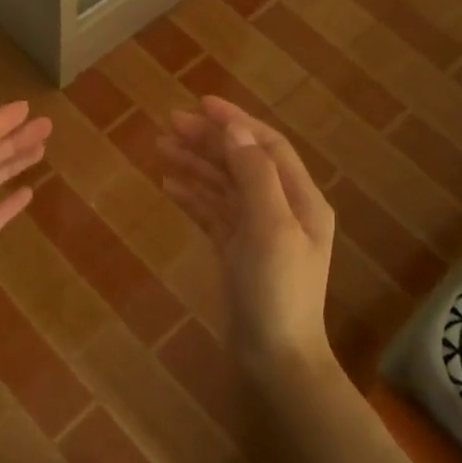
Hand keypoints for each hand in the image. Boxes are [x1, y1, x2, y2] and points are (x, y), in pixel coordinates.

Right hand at [158, 96, 336, 373]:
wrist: (275, 358)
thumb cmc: (277, 291)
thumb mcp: (269, 228)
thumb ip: (254, 176)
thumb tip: (235, 130)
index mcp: (300, 199)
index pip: (267, 146)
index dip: (236, 122)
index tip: (200, 104)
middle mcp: (283, 209)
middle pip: (243, 162)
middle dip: (209, 140)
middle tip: (168, 124)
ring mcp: (259, 231)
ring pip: (225, 186)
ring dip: (196, 164)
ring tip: (160, 147)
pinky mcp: (238, 252)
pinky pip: (214, 213)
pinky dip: (194, 196)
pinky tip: (169, 185)